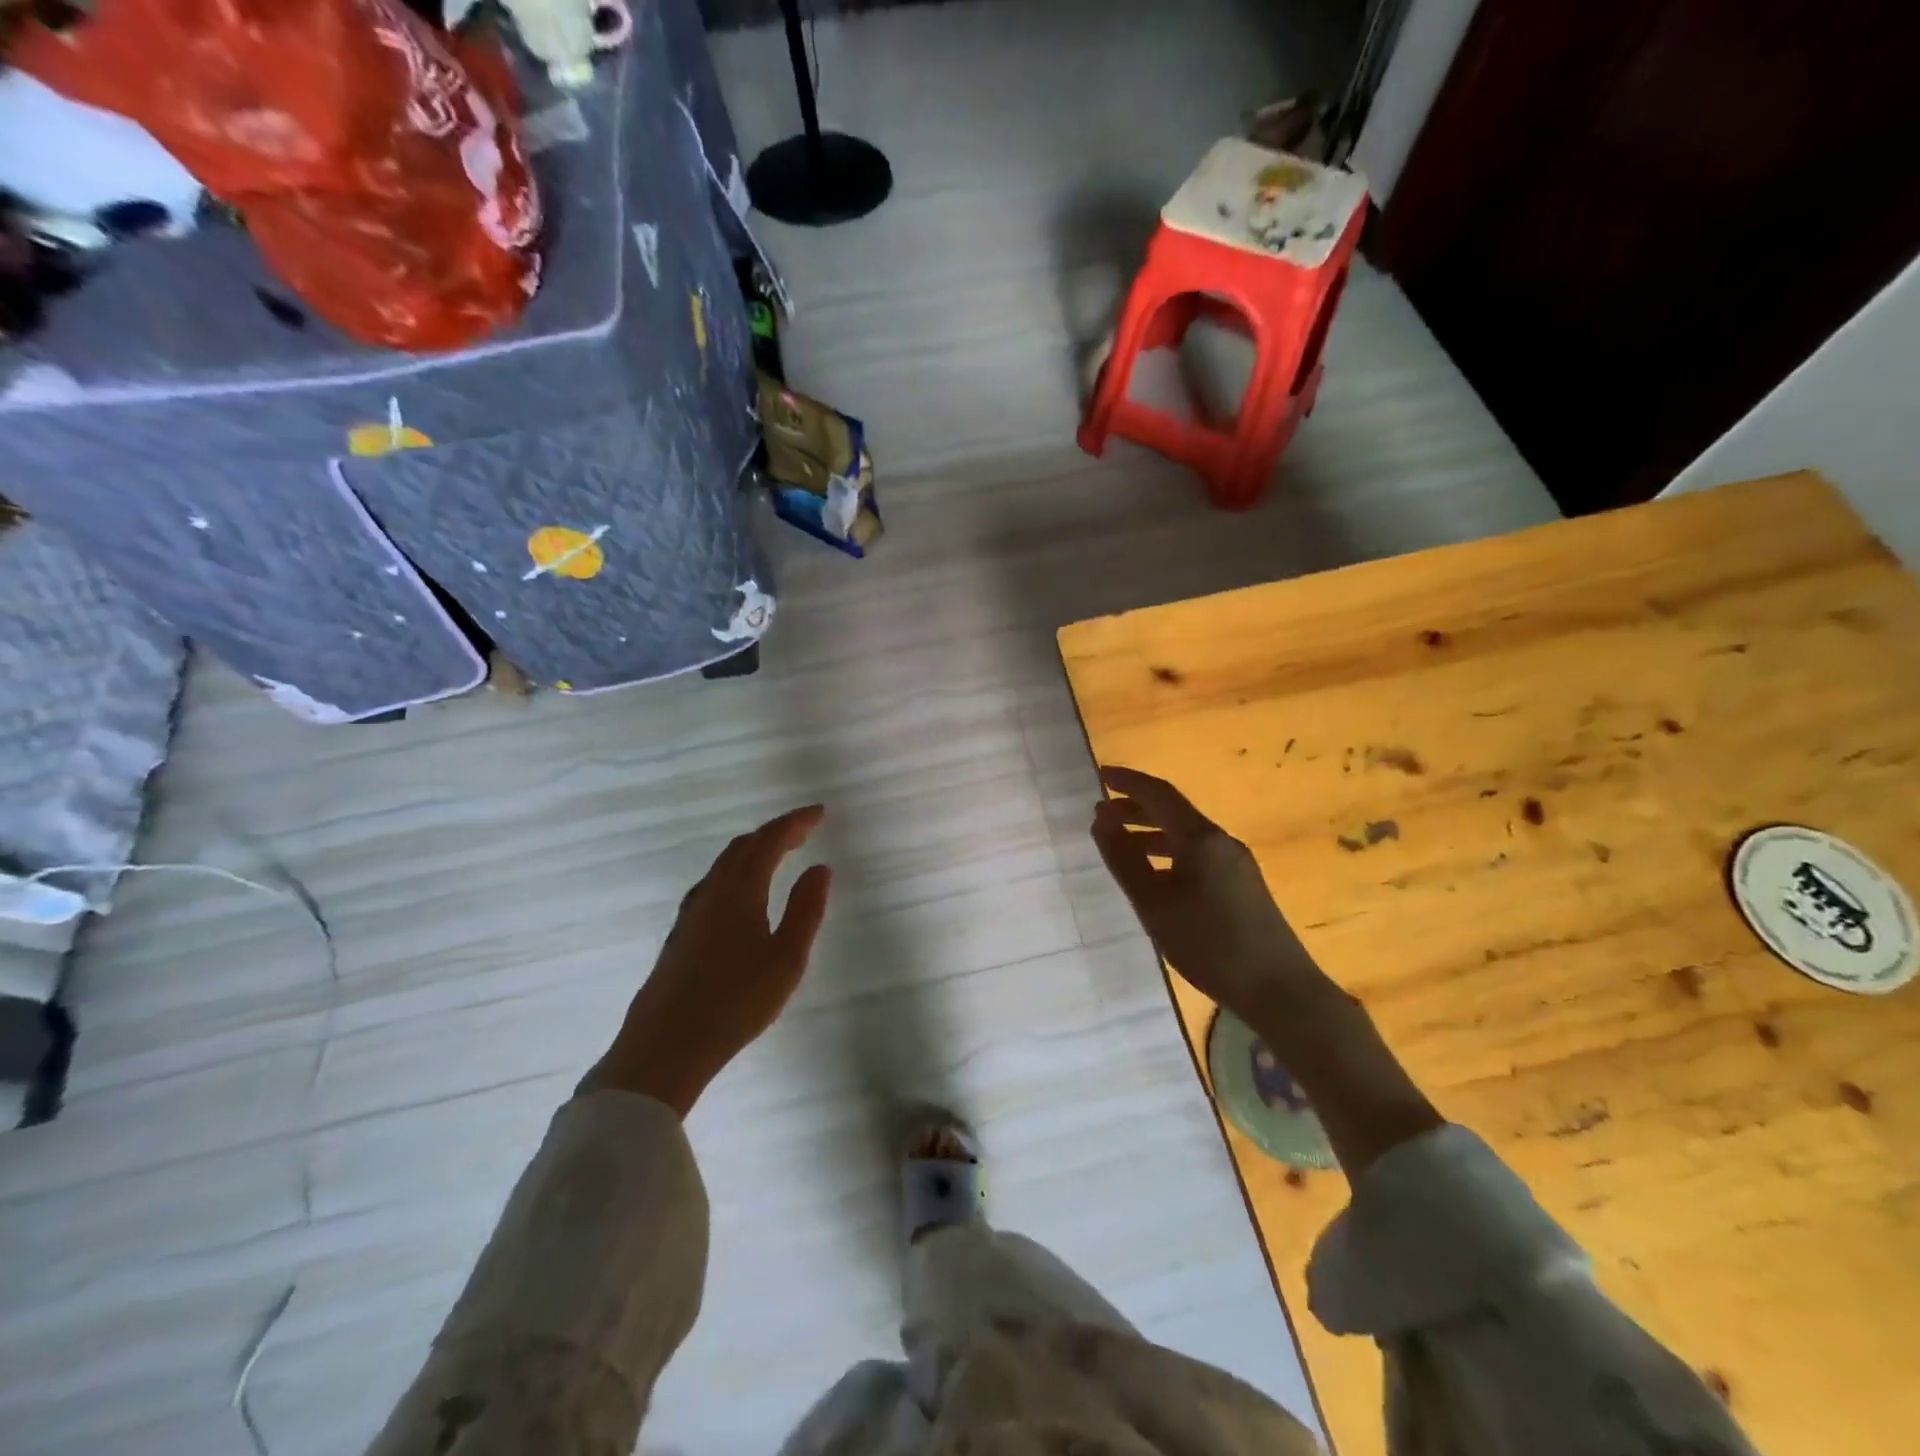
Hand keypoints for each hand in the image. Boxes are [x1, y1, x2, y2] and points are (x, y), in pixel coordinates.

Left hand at [581, 806, 832, 1114]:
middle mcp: (712, 891)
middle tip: (804, 832)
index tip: (820, 813)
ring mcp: (691, 912)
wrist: (666, 1045)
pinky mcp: (682, 933)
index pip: (769, 840)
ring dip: (754, 852)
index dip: (795, 822)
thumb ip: (805, 909)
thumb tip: (819, 869)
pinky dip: (739, 872)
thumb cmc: (736, 1000)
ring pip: (725, 865)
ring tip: (779, 856)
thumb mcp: (787, 958)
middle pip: (743, 846)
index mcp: (740, 889)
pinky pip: (716, 884)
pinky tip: (745, 895)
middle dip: (775, 833)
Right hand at [1091, 766, 1321, 1018]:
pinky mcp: (1242, 885)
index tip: (1101, 775)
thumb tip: (1102, 821)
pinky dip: (1169, 852)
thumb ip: (1125, 859)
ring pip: (1186, 835)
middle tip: (1102, 815)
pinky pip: (1198, 854)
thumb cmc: (1209, 944)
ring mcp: (1236, 863)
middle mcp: (1221, 841)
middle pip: (1174, 812)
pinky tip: (1155, 875)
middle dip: (1136, 808)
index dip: (1129, 782)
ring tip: (1120, 844)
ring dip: (1151, 832)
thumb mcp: (1155, 904)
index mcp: (1201, 838)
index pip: (1159, 794)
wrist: (1279, 989)